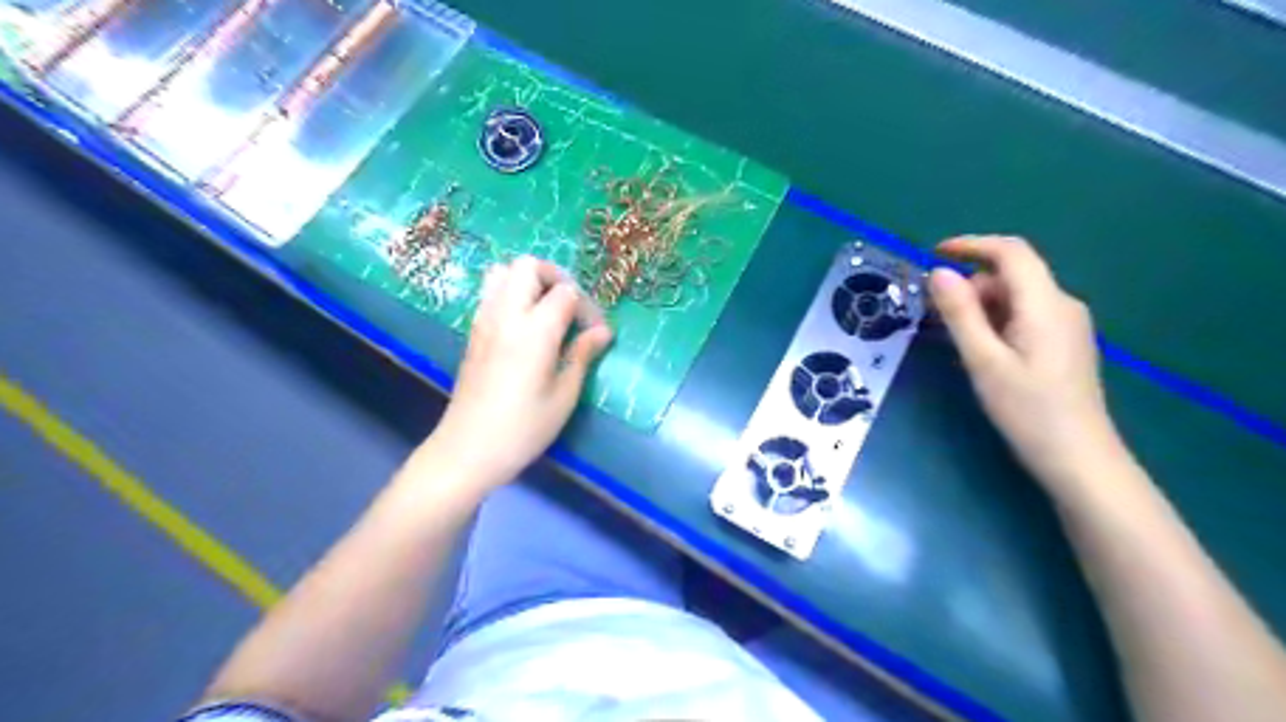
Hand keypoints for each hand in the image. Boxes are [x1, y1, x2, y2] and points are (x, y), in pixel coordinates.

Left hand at [414, 255, 607, 494]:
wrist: (467, 450)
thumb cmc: (523, 429)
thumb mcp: (563, 396)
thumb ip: (582, 356)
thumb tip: (603, 332)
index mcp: (534, 331)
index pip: (565, 293)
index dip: (587, 308)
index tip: (596, 335)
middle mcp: (505, 315)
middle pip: (528, 266)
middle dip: (556, 278)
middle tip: (571, 308)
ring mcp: (483, 321)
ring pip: (503, 271)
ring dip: (529, 281)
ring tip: (547, 311)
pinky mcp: (473, 332)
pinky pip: (491, 293)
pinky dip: (511, 294)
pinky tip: (525, 326)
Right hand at [932, 234, 1122, 489]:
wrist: (1079, 458)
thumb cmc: (1028, 410)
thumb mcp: (984, 361)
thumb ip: (961, 314)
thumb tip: (939, 273)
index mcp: (1045, 304)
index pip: (1011, 252)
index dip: (971, 245)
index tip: (933, 253)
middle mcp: (1062, 305)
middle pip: (1012, 275)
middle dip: (970, 284)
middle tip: (934, 313)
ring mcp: (1067, 325)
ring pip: (1017, 297)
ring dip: (981, 305)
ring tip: (953, 337)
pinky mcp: (1064, 344)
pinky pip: (1025, 315)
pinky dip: (996, 320)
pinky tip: (980, 350)